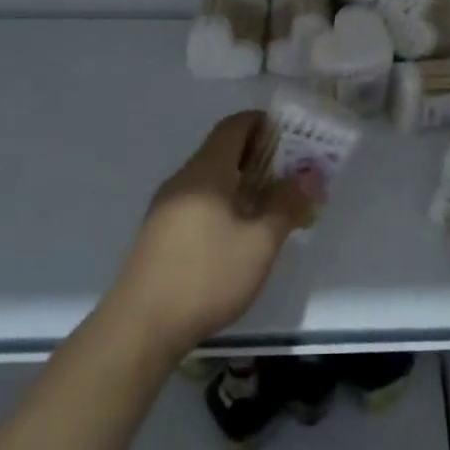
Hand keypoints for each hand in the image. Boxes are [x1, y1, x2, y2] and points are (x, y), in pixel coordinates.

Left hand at [105, 112, 320, 363]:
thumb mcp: (259, 243)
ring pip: (211, 180)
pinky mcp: (160, 233)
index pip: (233, 127)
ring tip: (273, 204)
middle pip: (222, 151)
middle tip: (292, 173)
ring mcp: (166, 207)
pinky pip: (199, 202)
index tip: (292, 134)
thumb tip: (309, 176)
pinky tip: (241, 232)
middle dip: (259, 156)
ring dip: (243, 183)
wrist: (141, 327)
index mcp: (205, 172)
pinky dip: (225, 203)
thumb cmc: (206, 276)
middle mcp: (183, 181)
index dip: (262, 123)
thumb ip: (286, 205)